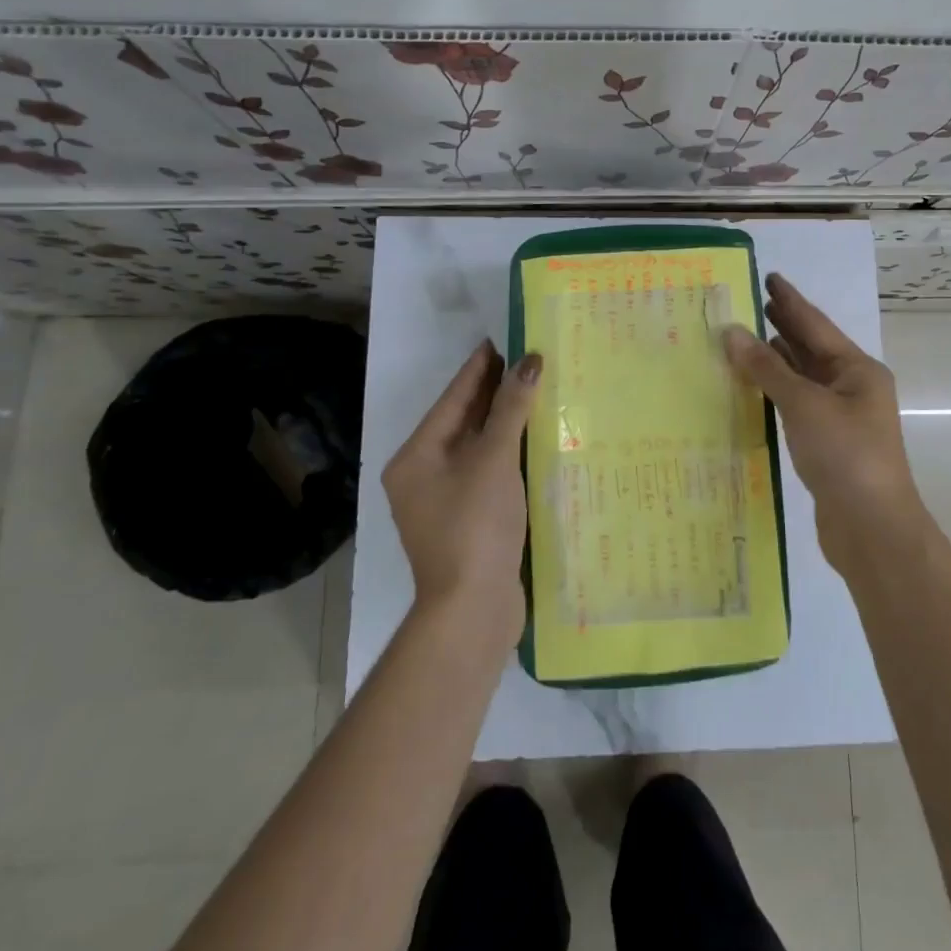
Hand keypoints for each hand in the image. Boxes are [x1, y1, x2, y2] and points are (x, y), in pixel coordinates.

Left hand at [382, 341, 541, 640]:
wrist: (473, 610)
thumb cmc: (475, 526)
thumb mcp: (493, 460)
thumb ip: (510, 409)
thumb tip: (530, 361)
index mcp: (416, 458)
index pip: (452, 399)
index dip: (478, 368)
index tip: (501, 339)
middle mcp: (423, 476)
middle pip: (462, 422)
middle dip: (493, 392)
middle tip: (526, 359)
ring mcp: (445, 501)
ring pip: (477, 448)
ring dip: (504, 422)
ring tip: (535, 390)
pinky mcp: (468, 521)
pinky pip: (488, 472)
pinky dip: (509, 452)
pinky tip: (535, 439)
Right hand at [722, 274, 922, 571]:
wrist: (872, 528)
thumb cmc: (845, 455)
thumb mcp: (805, 405)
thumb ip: (767, 368)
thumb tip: (732, 332)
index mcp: (857, 370)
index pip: (816, 325)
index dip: (790, 300)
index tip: (768, 277)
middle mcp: (852, 387)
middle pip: (811, 348)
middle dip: (782, 326)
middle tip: (749, 303)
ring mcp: (840, 417)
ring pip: (803, 378)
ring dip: (776, 359)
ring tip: (744, 339)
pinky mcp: (827, 444)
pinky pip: (797, 405)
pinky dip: (776, 392)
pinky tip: (754, 387)